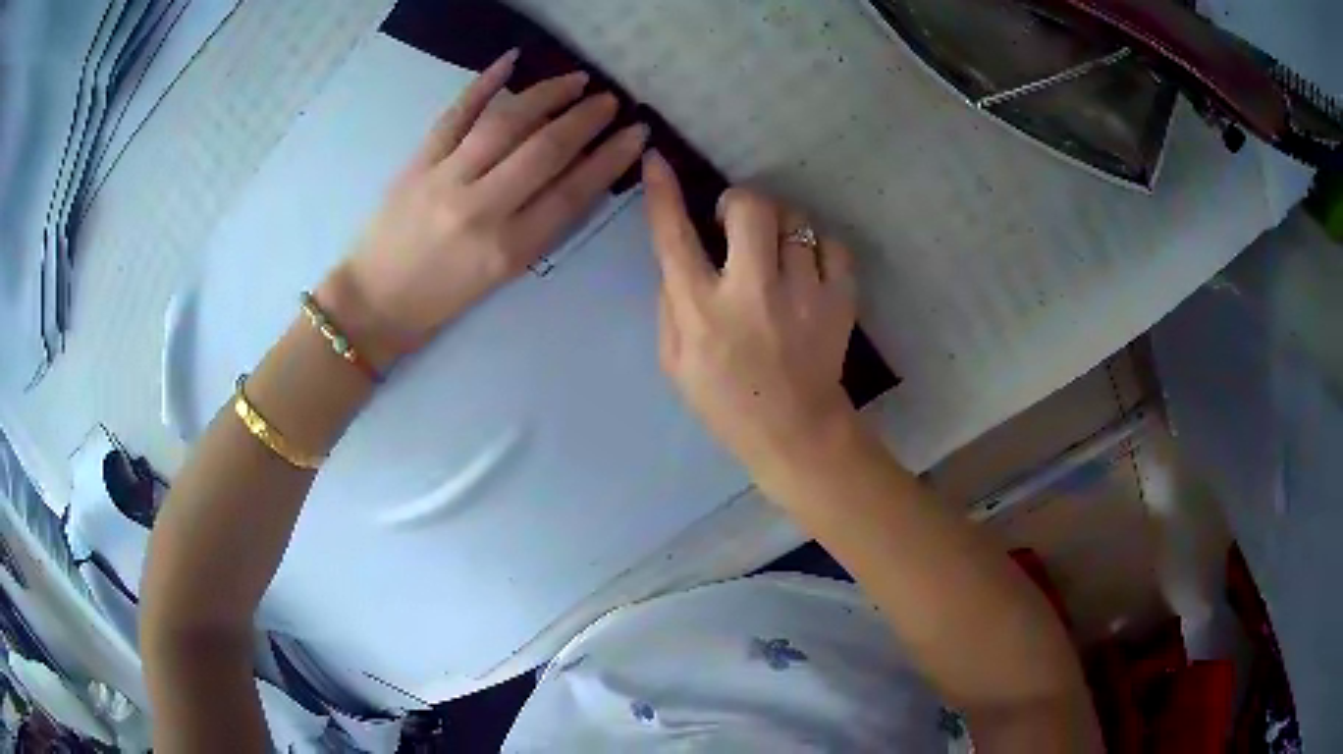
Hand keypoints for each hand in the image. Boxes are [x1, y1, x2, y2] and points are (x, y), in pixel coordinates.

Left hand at [320, 51, 648, 368]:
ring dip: (547, 94)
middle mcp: (480, 209)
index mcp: (507, 249)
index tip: (637, 134)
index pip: (571, 192)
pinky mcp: (418, 162)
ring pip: (505, 123)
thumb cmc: (441, 298)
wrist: (374, 302)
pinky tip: (511, 61)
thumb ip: (538, 226)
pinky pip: (455, 114)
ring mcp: (445, 179)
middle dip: (585, 120)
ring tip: (576, 80)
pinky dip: (483, 83)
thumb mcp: (500, 274)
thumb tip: (578, 173)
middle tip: (610, 101)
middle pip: (544, 151)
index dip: (609, 159)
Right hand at [643, 151, 859, 468]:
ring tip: (777, 253)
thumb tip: (682, 253)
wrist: (795, 432)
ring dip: (780, 226)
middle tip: (736, 221)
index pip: (674, 236)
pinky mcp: (840, 299)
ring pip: (795, 220)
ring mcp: (803, 293)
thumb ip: (670, 302)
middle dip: (740, 201)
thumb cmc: (725, 401)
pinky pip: (832, 244)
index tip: (658, 160)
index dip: (662, 192)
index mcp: (701, 310)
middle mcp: (752, 292)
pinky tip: (807, 270)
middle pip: (751, 207)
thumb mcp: (674, 361)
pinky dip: (817, 248)